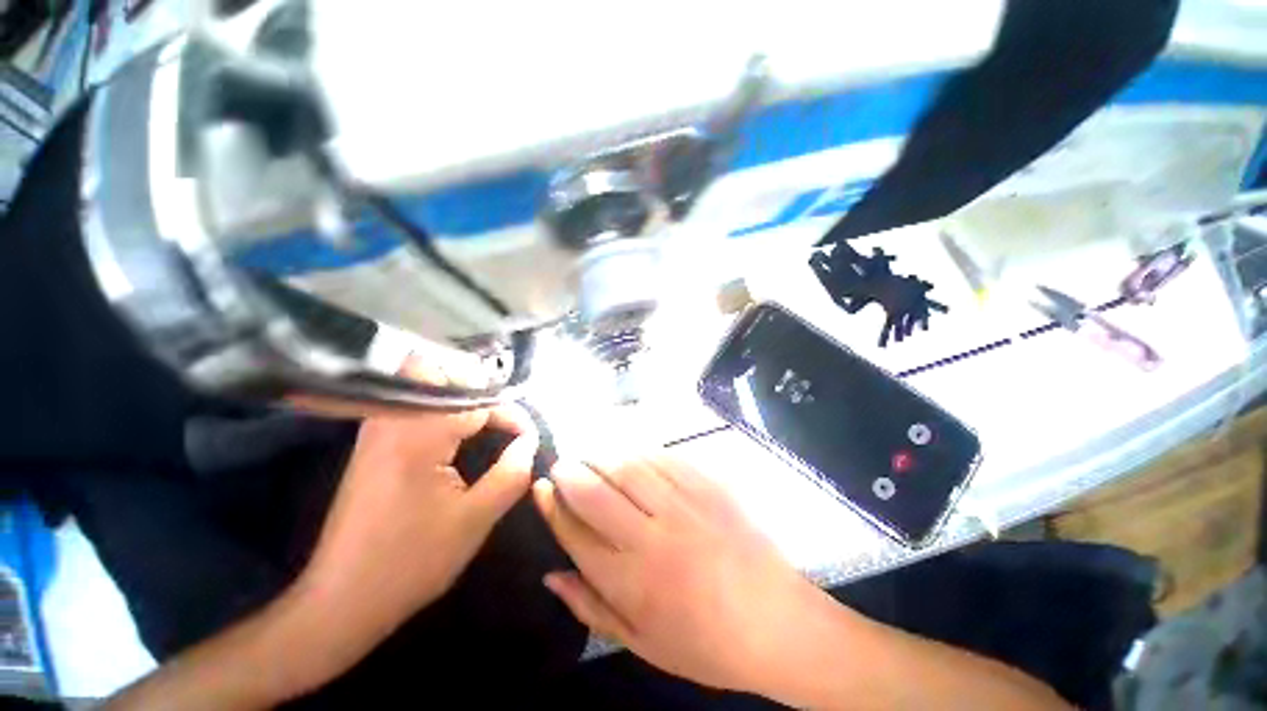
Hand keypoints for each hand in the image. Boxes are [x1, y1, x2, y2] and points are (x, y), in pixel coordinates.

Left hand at [299, 403, 537, 651]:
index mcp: (418, 436)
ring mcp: (376, 427)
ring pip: (420, 380)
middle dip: (478, 388)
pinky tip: (456, 433)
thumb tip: (530, 441)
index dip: (510, 415)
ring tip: (486, 423)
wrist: (343, 598)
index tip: (528, 438)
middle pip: (438, 370)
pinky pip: (411, 402)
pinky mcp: (372, 441)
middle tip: (501, 419)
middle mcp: (392, 420)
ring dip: (459, 394)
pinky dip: (440, 406)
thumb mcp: (476, 520)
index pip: (478, 401)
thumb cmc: (412, 561)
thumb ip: (512, 472)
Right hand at [532, 454, 841, 697]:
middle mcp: (652, 538)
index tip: (541, 486)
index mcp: (631, 583)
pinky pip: (664, 458)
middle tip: (562, 463)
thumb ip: (591, 608)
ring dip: (601, 454)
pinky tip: (629, 450)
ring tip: (589, 451)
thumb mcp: (642, 644)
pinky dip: (639, 450)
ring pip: (628, 467)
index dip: (552, 506)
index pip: (576, 533)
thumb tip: (551, 574)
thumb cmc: (706, 643)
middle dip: (570, 472)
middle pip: (595, 493)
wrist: (777, 622)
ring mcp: (683, 506)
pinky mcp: (707, 487)